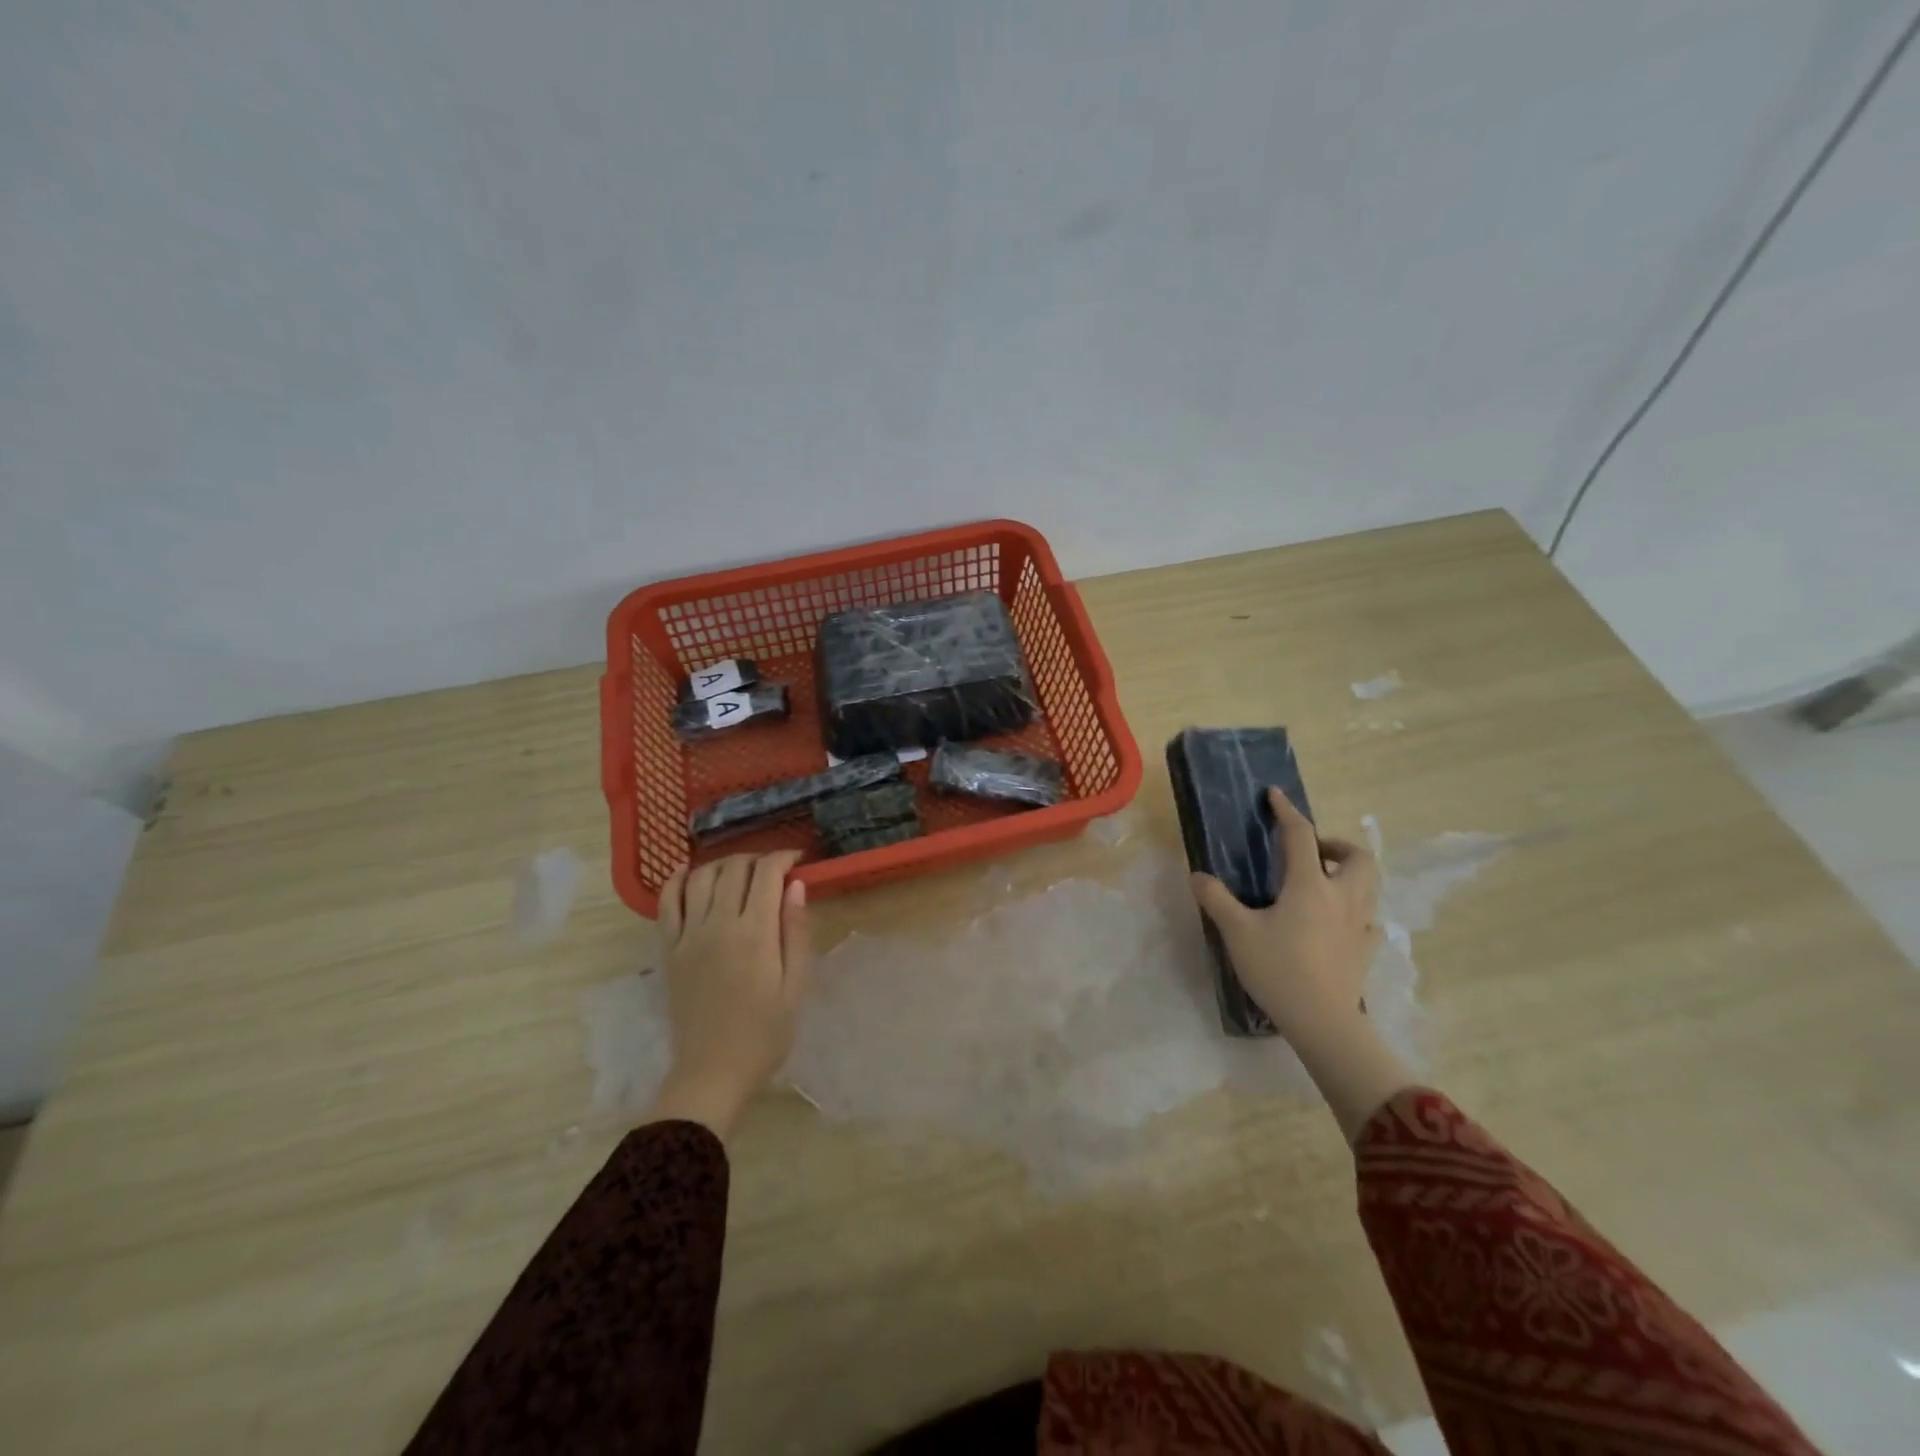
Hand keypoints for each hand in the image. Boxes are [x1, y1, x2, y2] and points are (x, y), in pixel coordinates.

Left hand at [649, 851, 811, 1140]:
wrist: (712, 1073)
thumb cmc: (764, 1034)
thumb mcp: (795, 986)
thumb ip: (796, 932)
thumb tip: (796, 886)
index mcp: (756, 934)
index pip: (767, 874)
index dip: (784, 858)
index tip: (798, 861)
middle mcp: (719, 924)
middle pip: (734, 869)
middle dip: (757, 859)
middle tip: (773, 869)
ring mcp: (688, 935)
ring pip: (701, 877)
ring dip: (723, 864)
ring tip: (740, 871)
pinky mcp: (669, 949)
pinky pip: (667, 902)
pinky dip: (677, 880)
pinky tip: (689, 873)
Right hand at [1190, 787, 1381, 1043]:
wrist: (1323, 1022)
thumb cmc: (1279, 970)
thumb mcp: (1237, 932)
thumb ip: (1217, 899)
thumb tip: (1198, 875)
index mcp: (1310, 886)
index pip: (1301, 836)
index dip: (1287, 812)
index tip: (1275, 796)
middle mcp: (1342, 897)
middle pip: (1356, 856)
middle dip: (1335, 844)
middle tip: (1310, 852)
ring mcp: (1360, 924)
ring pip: (1370, 884)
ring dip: (1349, 872)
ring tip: (1322, 881)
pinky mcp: (1366, 950)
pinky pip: (1369, 918)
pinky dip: (1356, 909)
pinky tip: (1336, 921)